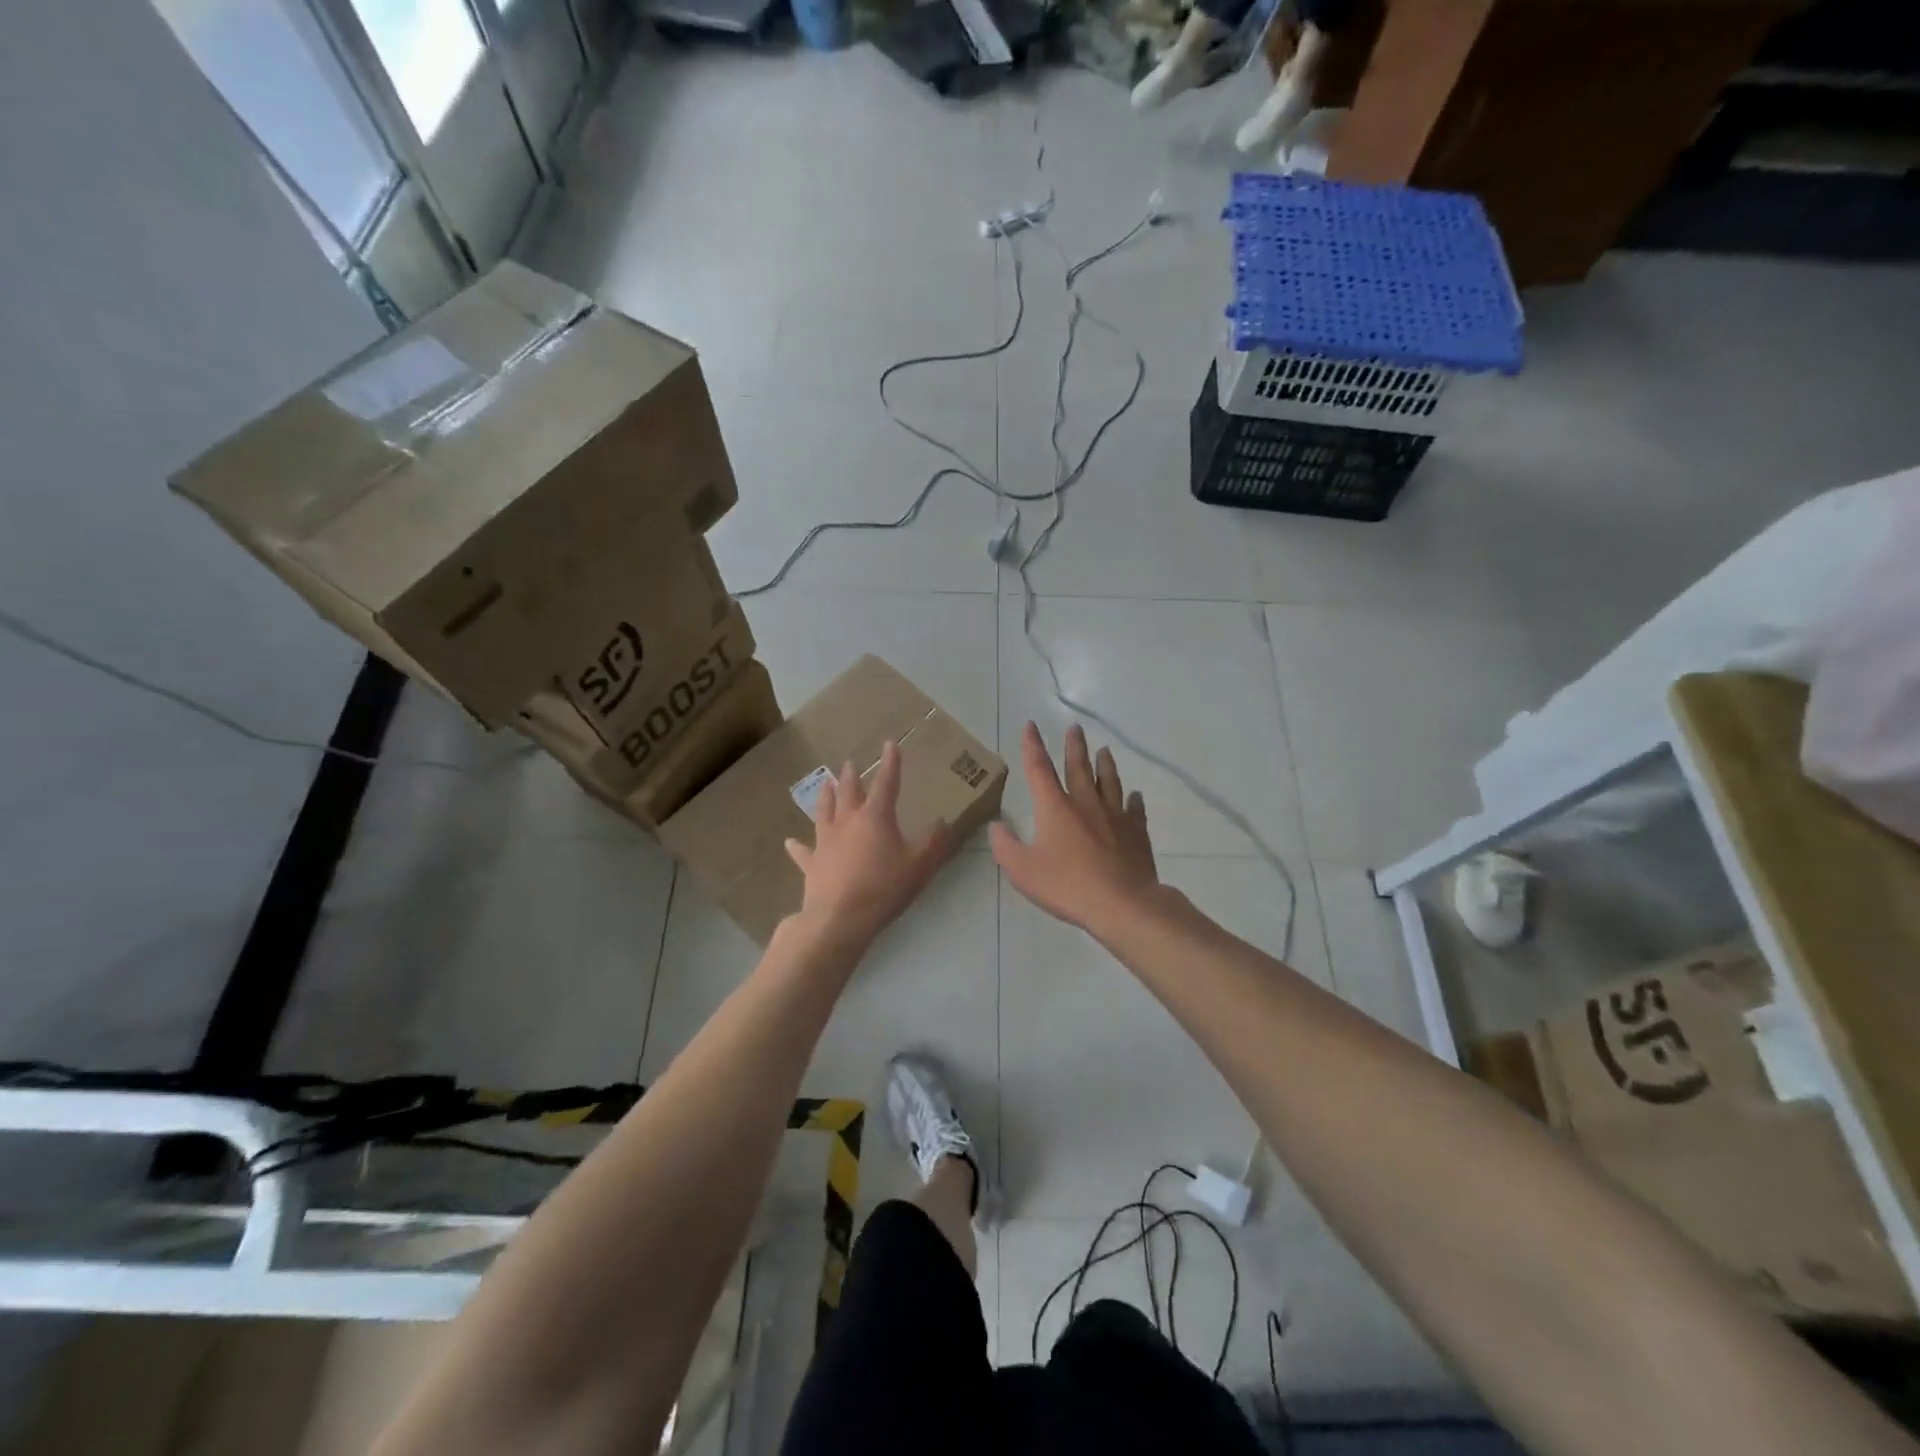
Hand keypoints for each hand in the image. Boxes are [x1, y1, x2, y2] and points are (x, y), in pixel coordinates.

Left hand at [785, 741, 955, 947]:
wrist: (839, 919)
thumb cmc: (884, 888)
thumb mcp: (919, 866)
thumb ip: (933, 842)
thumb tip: (943, 821)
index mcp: (875, 817)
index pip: (886, 783)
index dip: (890, 763)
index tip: (890, 743)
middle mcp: (847, 821)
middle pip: (849, 792)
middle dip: (851, 776)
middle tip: (849, 764)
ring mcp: (825, 841)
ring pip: (823, 811)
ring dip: (825, 796)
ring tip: (824, 783)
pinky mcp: (811, 863)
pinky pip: (803, 851)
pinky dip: (798, 846)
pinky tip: (790, 841)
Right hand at [990, 722, 1159, 932]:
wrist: (1122, 903)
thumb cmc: (1067, 886)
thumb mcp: (1022, 870)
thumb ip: (1005, 846)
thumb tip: (996, 826)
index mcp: (1055, 807)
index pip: (1039, 769)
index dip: (1033, 746)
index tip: (1032, 726)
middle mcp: (1086, 803)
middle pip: (1079, 767)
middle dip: (1074, 746)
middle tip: (1075, 728)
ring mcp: (1115, 816)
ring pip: (1109, 781)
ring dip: (1105, 764)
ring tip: (1104, 750)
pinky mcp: (1136, 833)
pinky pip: (1134, 810)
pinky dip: (1133, 800)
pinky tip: (1135, 796)